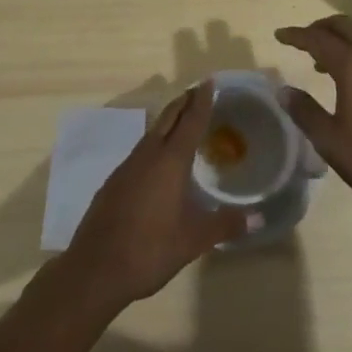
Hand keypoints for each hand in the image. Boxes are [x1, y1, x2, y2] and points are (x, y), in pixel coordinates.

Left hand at [64, 81, 249, 312]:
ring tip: (181, 121)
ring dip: (168, 122)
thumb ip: (224, 225)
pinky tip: (156, 160)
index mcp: (170, 161)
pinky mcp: (113, 183)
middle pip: (168, 119)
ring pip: (151, 133)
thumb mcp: (193, 240)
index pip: (190, 121)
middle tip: (197, 91)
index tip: (209, 82)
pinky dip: (154, 143)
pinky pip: (139, 151)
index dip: (201, 101)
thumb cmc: (150, 249)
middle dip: (183, 103)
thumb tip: (257, 218)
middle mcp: (147, 155)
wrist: (95, 270)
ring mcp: (127, 167)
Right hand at [275, 15, 351, 224]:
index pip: (318, 39)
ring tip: (321, 64)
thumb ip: (305, 112)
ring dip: (340, 42)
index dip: (296, 35)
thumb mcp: (330, 140)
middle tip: (301, 40)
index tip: (279, 35)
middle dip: (320, 28)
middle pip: (344, 27)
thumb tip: (284, 91)